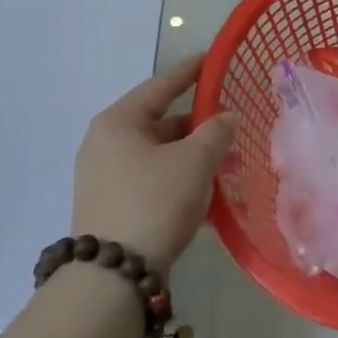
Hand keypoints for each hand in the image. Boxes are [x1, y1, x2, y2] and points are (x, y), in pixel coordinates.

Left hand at [72, 55, 239, 269]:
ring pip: (160, 155)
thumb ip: (217, 131)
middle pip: (162, 122)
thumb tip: (226, 117)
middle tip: (232, 123)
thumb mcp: (195, 160)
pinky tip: (208, 196)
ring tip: (227, 163)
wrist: (113, 278)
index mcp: (119, 122)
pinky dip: (180, 181)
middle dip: (199, 125)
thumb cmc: (154, 202)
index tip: (212, 60)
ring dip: (193, 157)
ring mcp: (105, 178)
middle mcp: (105, 144)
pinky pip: (153, 181)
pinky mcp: (111, 208)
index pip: (162, 85)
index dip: (191, 71)